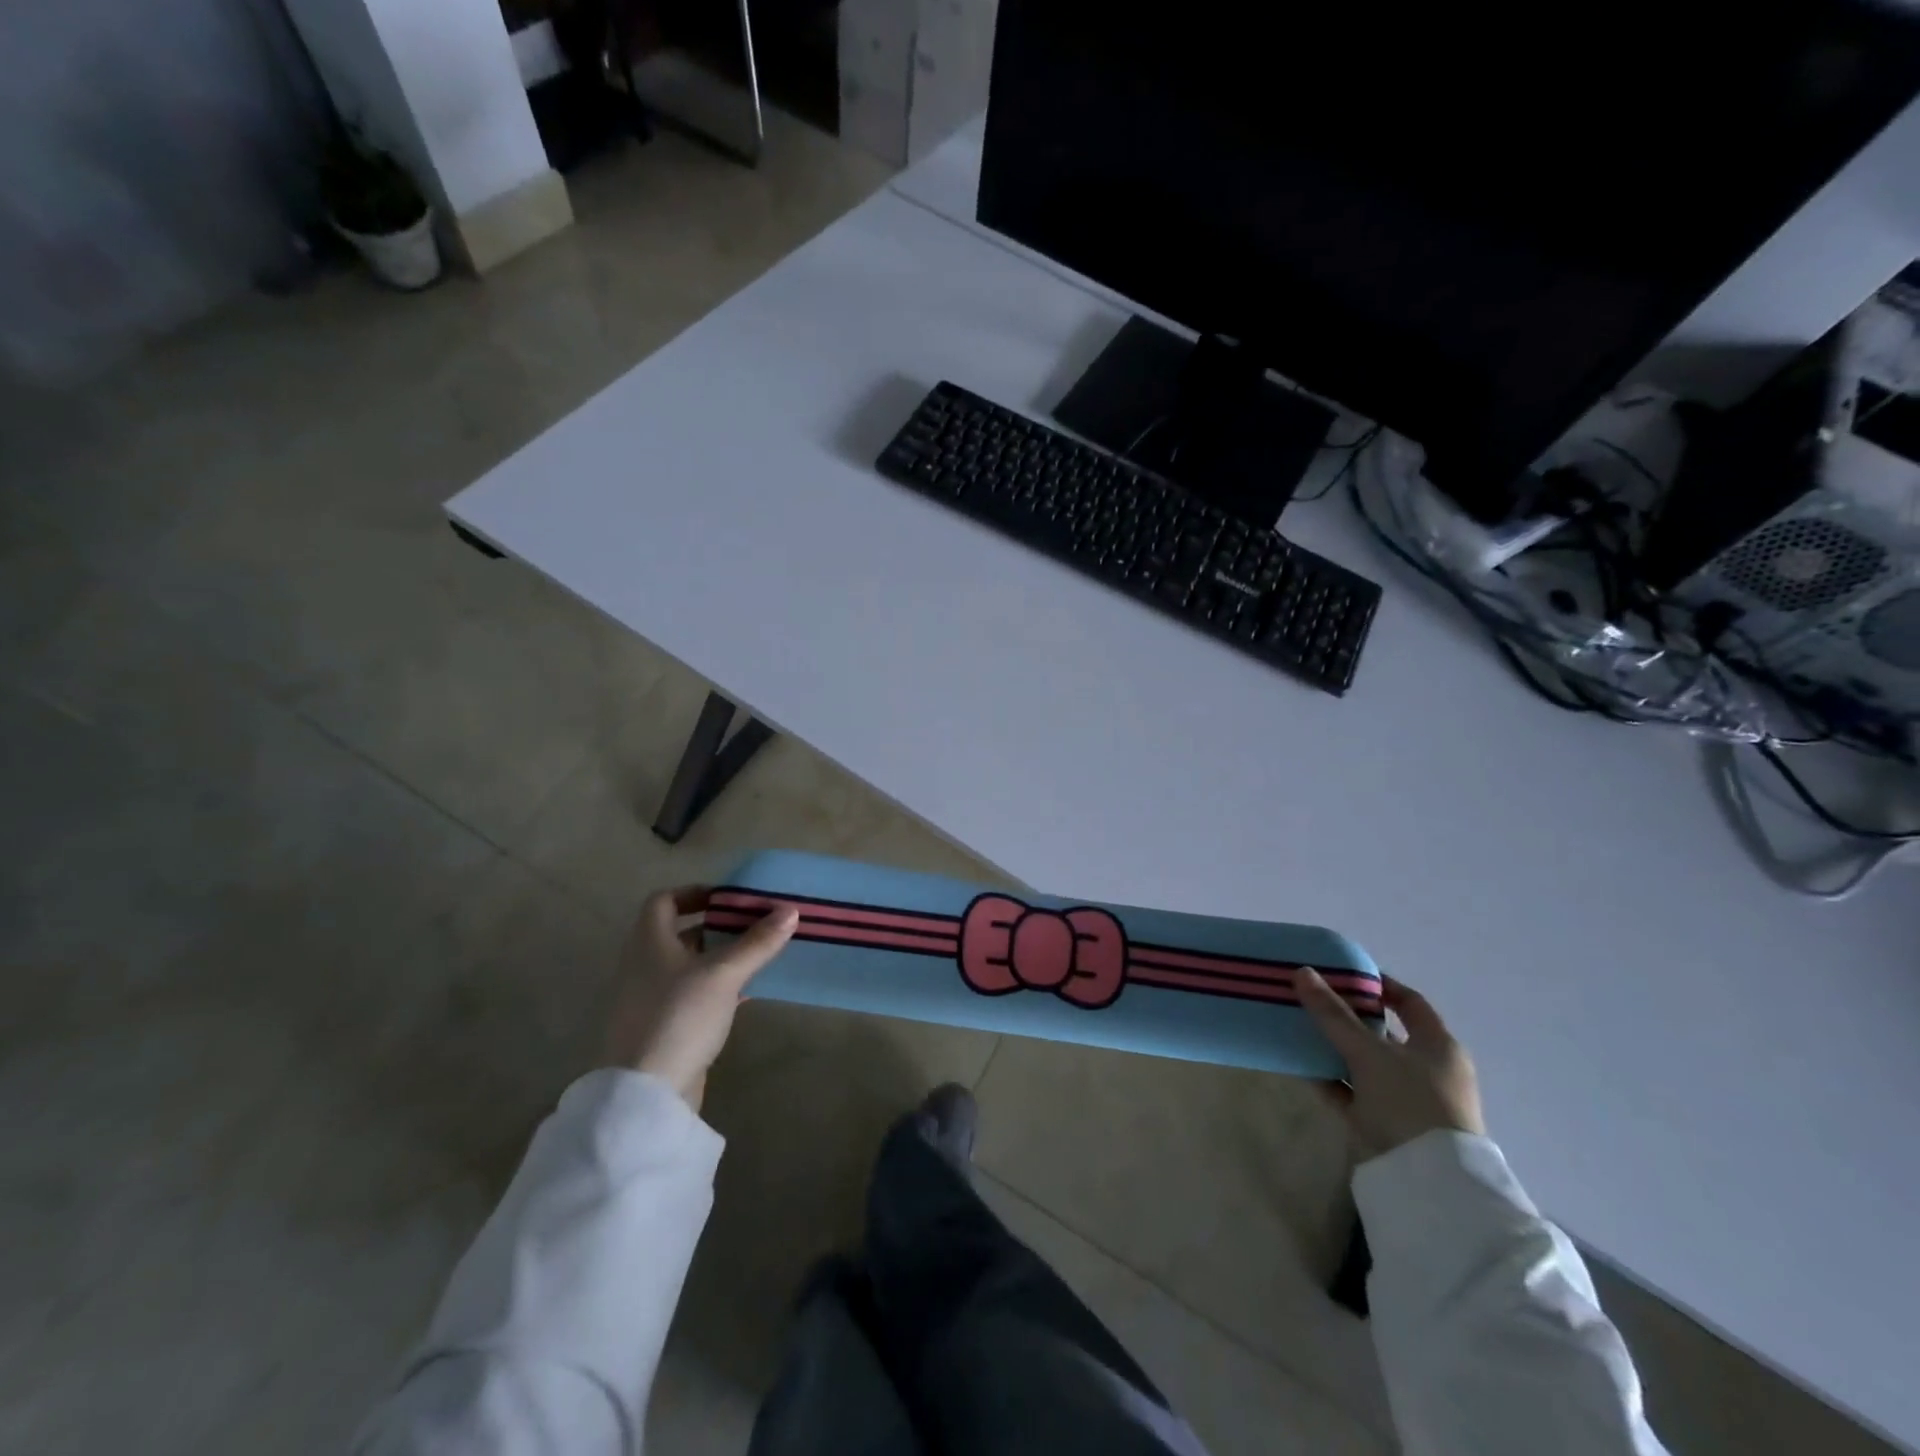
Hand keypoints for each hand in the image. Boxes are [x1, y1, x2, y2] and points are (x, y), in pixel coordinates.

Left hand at [606, 887, 799, 1109]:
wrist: (645, 1094)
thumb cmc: (679, 1016)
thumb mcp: (724, 974)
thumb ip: (757, 942)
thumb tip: (790, 910)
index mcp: (649, 942)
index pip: (664, 901)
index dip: (695, 892)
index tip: (729, 898)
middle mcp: (643, 965)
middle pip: (679, 933)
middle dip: (717, 926)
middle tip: (754, 924)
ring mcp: (649, 999)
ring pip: (688, 966)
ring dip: (720, 957)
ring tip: (758, 955)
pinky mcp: (661, 1028)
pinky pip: (691, 995)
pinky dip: (716, 987)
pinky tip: (746, 994)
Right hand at [1296, 969, 1485, 1157]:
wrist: (1426, 1183)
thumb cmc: (1409, 1102)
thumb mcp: (1368, 1053)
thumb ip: (1333, 1014)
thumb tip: (1302, 972)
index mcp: (1438, 1046)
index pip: (1409, 1002)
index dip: (1379, 985)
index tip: (1343, 974)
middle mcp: (1427, 1069)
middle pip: (1383, 1033)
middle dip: (1348, 1016)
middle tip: (1312, 999)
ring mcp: (1407, 1099)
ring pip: (1365, 1063)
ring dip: (1335, 1048)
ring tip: (1300, 1029)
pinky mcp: (1387, 1124)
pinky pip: (1353, 1092)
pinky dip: (1331, 1079)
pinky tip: (1302, 1067)